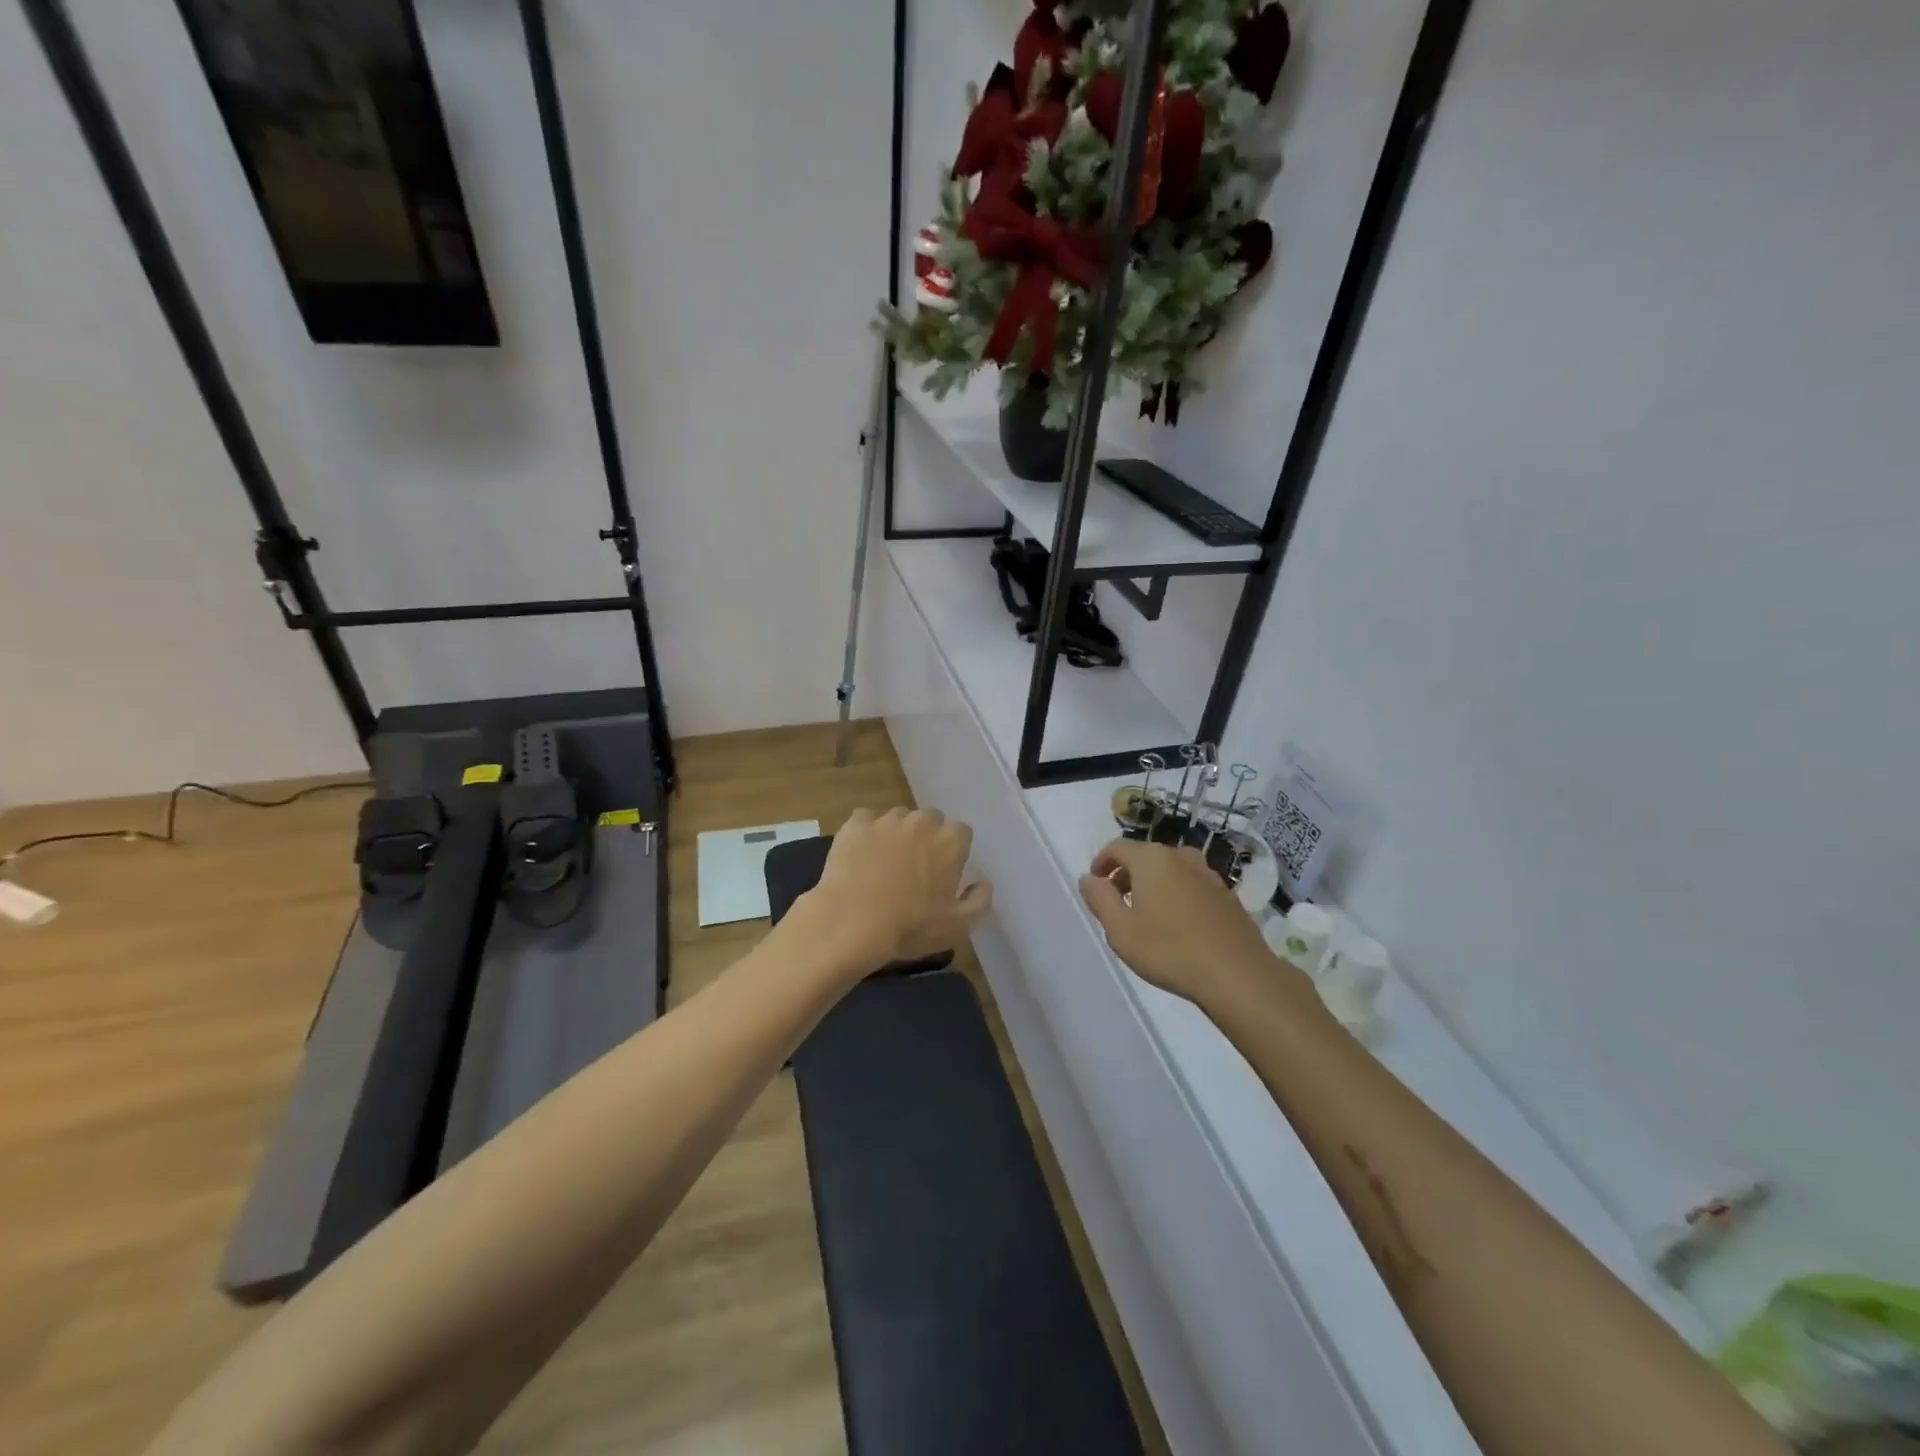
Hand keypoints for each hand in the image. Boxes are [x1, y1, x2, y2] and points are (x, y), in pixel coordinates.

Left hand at [800, 808, 992, 971]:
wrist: (850, 923)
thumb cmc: (910, 927)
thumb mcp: (958, 926)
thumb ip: (980, 901)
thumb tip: (984, 883)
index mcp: (950, 841)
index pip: (961, 833)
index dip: (953, 852)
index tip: (943, 872)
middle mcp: (921, 821)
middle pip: (930, 820)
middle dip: (926, 837)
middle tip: (914, 867)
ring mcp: (886, 819)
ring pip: (898, 818)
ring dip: (897, 834)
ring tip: (884, 863)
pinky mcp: (856, 824)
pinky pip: (866, 821)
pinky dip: (866, 834)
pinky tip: (860, 856)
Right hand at [1078, 839, 1290, 1008]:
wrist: (1238, 974)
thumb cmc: (1169, 950)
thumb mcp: (1120, 929)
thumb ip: (1099, 899)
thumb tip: (1088, 878)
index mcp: (1152, 859)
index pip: (1117, 847)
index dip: (1102, 863)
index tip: (1095, 884)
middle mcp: (1181, 857)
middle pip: (1145, 856)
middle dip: (1127, 875)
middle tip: (1117, 903)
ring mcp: (1209, 875)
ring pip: (1170, 870)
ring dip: (1153, 885)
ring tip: (1146, 915)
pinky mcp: (1227, 895)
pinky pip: (1191, 886)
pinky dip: (1177, 895)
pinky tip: (1177, 926)